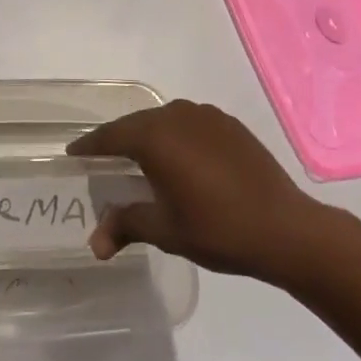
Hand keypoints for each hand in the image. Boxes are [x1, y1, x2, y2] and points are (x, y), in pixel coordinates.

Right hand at [67, 100, 323, 279]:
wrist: (286, 228)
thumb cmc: (218, 229)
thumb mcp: (166, 231)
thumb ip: (126, 226)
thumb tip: (94, 244)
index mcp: (155, 137)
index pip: (110, 136)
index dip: (90, 146)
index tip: (74, 153)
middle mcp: (176, 116)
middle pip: (136, 124)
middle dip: (118, 140)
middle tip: (104, 159)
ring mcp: (205, 116)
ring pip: (163, 121)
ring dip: (149, 136)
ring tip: (142, 160)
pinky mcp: (229, 124)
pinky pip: (189, 123)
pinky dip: (177, 137)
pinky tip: (182, 159)